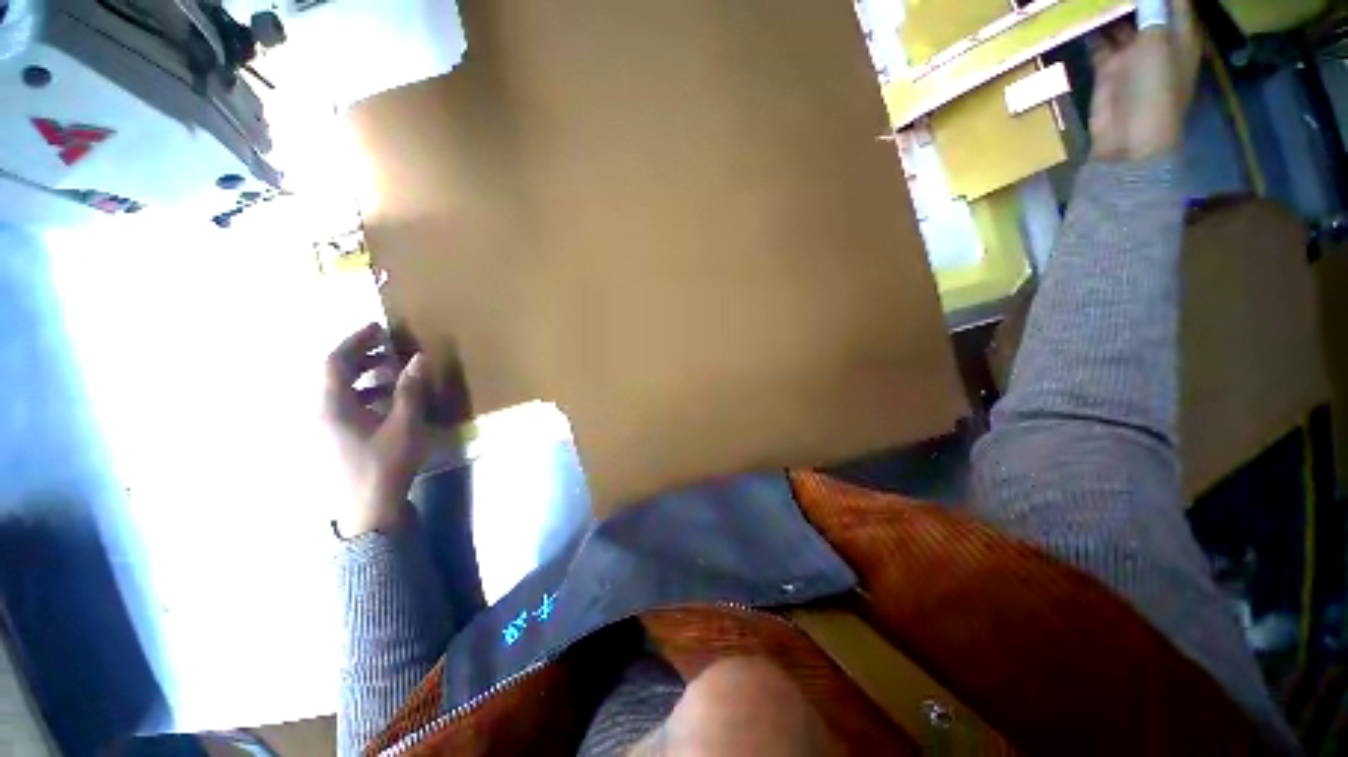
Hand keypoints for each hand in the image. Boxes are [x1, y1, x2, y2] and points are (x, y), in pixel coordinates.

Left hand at [325, 322, 430, 537]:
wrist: (367, 511)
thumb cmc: (386, 464)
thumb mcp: (404, 424)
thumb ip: (409, 389)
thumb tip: (419, 358)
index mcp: (332, 405)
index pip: (335, 360)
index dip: (356, 340)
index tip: (380, 328)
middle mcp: (321, 411)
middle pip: (334, 373)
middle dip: (362, 356)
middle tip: (391, 348)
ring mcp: (324, 427)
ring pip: (339, 390)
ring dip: (365, 376)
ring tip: (395, 373)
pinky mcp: (333, 439)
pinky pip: (344, 406)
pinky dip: (364, 394)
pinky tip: (388, 401)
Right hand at [1089, 0, 1201, 161]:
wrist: (1129, 137)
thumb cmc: (1154, 89)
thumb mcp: (1157, 43)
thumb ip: (1152, 10)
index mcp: (1180, 34)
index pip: (1176, 0)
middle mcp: (1159, 40)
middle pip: (1148, 7)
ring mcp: (1133, 55)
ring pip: (1122, 22)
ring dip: (1111, 8)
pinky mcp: (1110, 69)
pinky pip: (1100, 43)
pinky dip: (1092, 30)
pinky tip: (1082, 15)